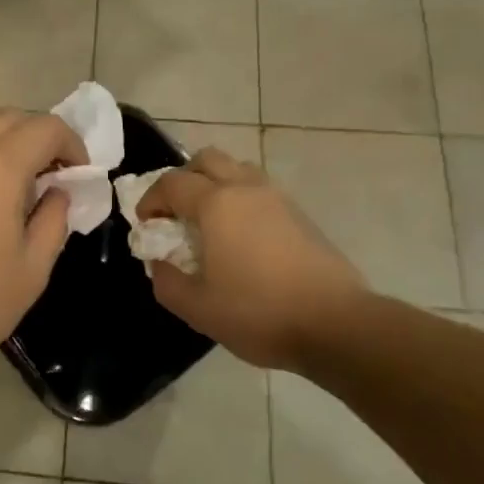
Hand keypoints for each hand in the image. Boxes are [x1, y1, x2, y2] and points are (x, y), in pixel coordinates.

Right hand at [139, 148, 367, 370]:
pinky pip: (260, 190)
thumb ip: (166, 281)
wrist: (336, 324)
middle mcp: (246, 189)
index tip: (147, 225)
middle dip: (183, 179)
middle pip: (206, 159)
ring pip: (237, 169)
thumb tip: (159, 262)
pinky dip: (241, 199)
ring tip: (209, 221)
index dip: (151, 200)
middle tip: (175, 212)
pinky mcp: (301, 214)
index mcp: (216, 204)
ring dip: (215, 184)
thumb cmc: (259, 313)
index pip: (172, 183)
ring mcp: (278, 198)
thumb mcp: (197, 308)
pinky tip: (241, 237)